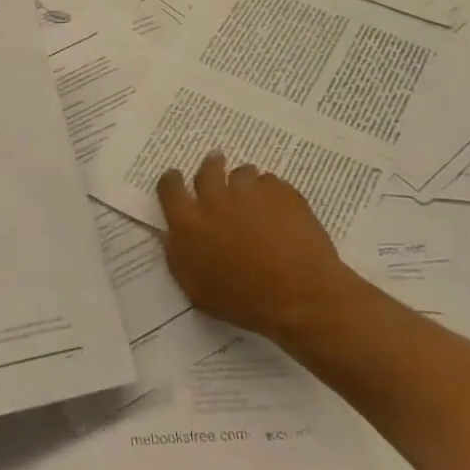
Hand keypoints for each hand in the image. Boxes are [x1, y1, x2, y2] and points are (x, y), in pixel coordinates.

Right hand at [156, 152, 368, 351]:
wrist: (300, 298)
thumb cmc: (244, 302)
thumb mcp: (197, 290)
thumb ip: (178, 257)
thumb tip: (169, 235)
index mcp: (189, 223)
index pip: (170, 187)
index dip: (172, 181)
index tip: (178, 181)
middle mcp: (215, 199)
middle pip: (207, 169)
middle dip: (211, 167)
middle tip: (217, 171)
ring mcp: (250, 192)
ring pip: (242, 172)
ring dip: (244, 183)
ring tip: (255, 198)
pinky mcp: (281, 192)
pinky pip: (272, 182)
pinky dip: (272, 193)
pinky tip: (281, 212)